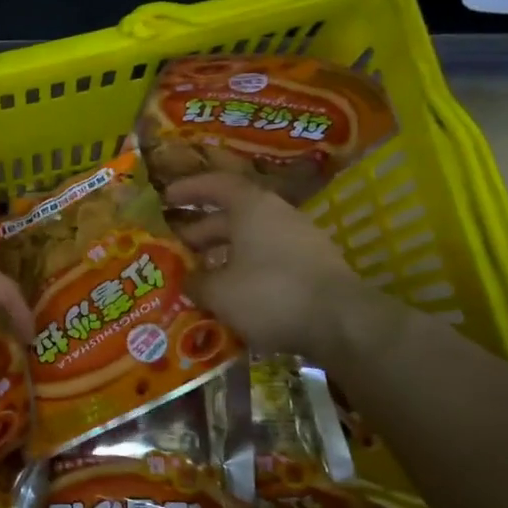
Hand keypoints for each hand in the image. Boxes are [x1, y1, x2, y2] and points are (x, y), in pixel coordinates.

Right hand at [166, 171, 379, 358]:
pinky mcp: (311, 269)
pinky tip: (231, 298)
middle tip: (174, 251)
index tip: (165, 199)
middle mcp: (277, 216)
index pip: (216, 185)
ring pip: (249, 242)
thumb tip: (187, 281)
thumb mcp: (219, 291)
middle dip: (200, 233)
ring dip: (222, 257)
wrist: (342, 323)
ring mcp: (299, 242)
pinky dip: (244, 273)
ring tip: (197, 279)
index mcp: (252, 207)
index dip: (189, 190)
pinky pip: (268, 262)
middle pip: (231, 217)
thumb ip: (196, 282)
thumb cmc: (271, 294)